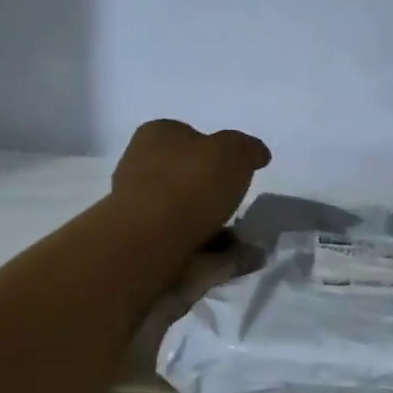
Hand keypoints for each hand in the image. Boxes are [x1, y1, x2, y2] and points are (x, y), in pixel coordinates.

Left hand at [111, 119, 270, 244]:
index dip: (215, 152)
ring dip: (210, 224)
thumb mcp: (234, 152)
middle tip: (238, 206)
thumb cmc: (191, 183)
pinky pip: (181, 240)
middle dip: (211, 192)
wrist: (150, 240)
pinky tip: (224, 258)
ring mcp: (136, 205)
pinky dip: (204, 248)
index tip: (237, 171)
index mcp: (157, 134)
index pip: (189, 136)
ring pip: (182, 210)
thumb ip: (248, 149)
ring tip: (239, 242)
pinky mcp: (140, 240)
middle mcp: (140, 164)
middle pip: (184, 175)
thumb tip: (256, 154)